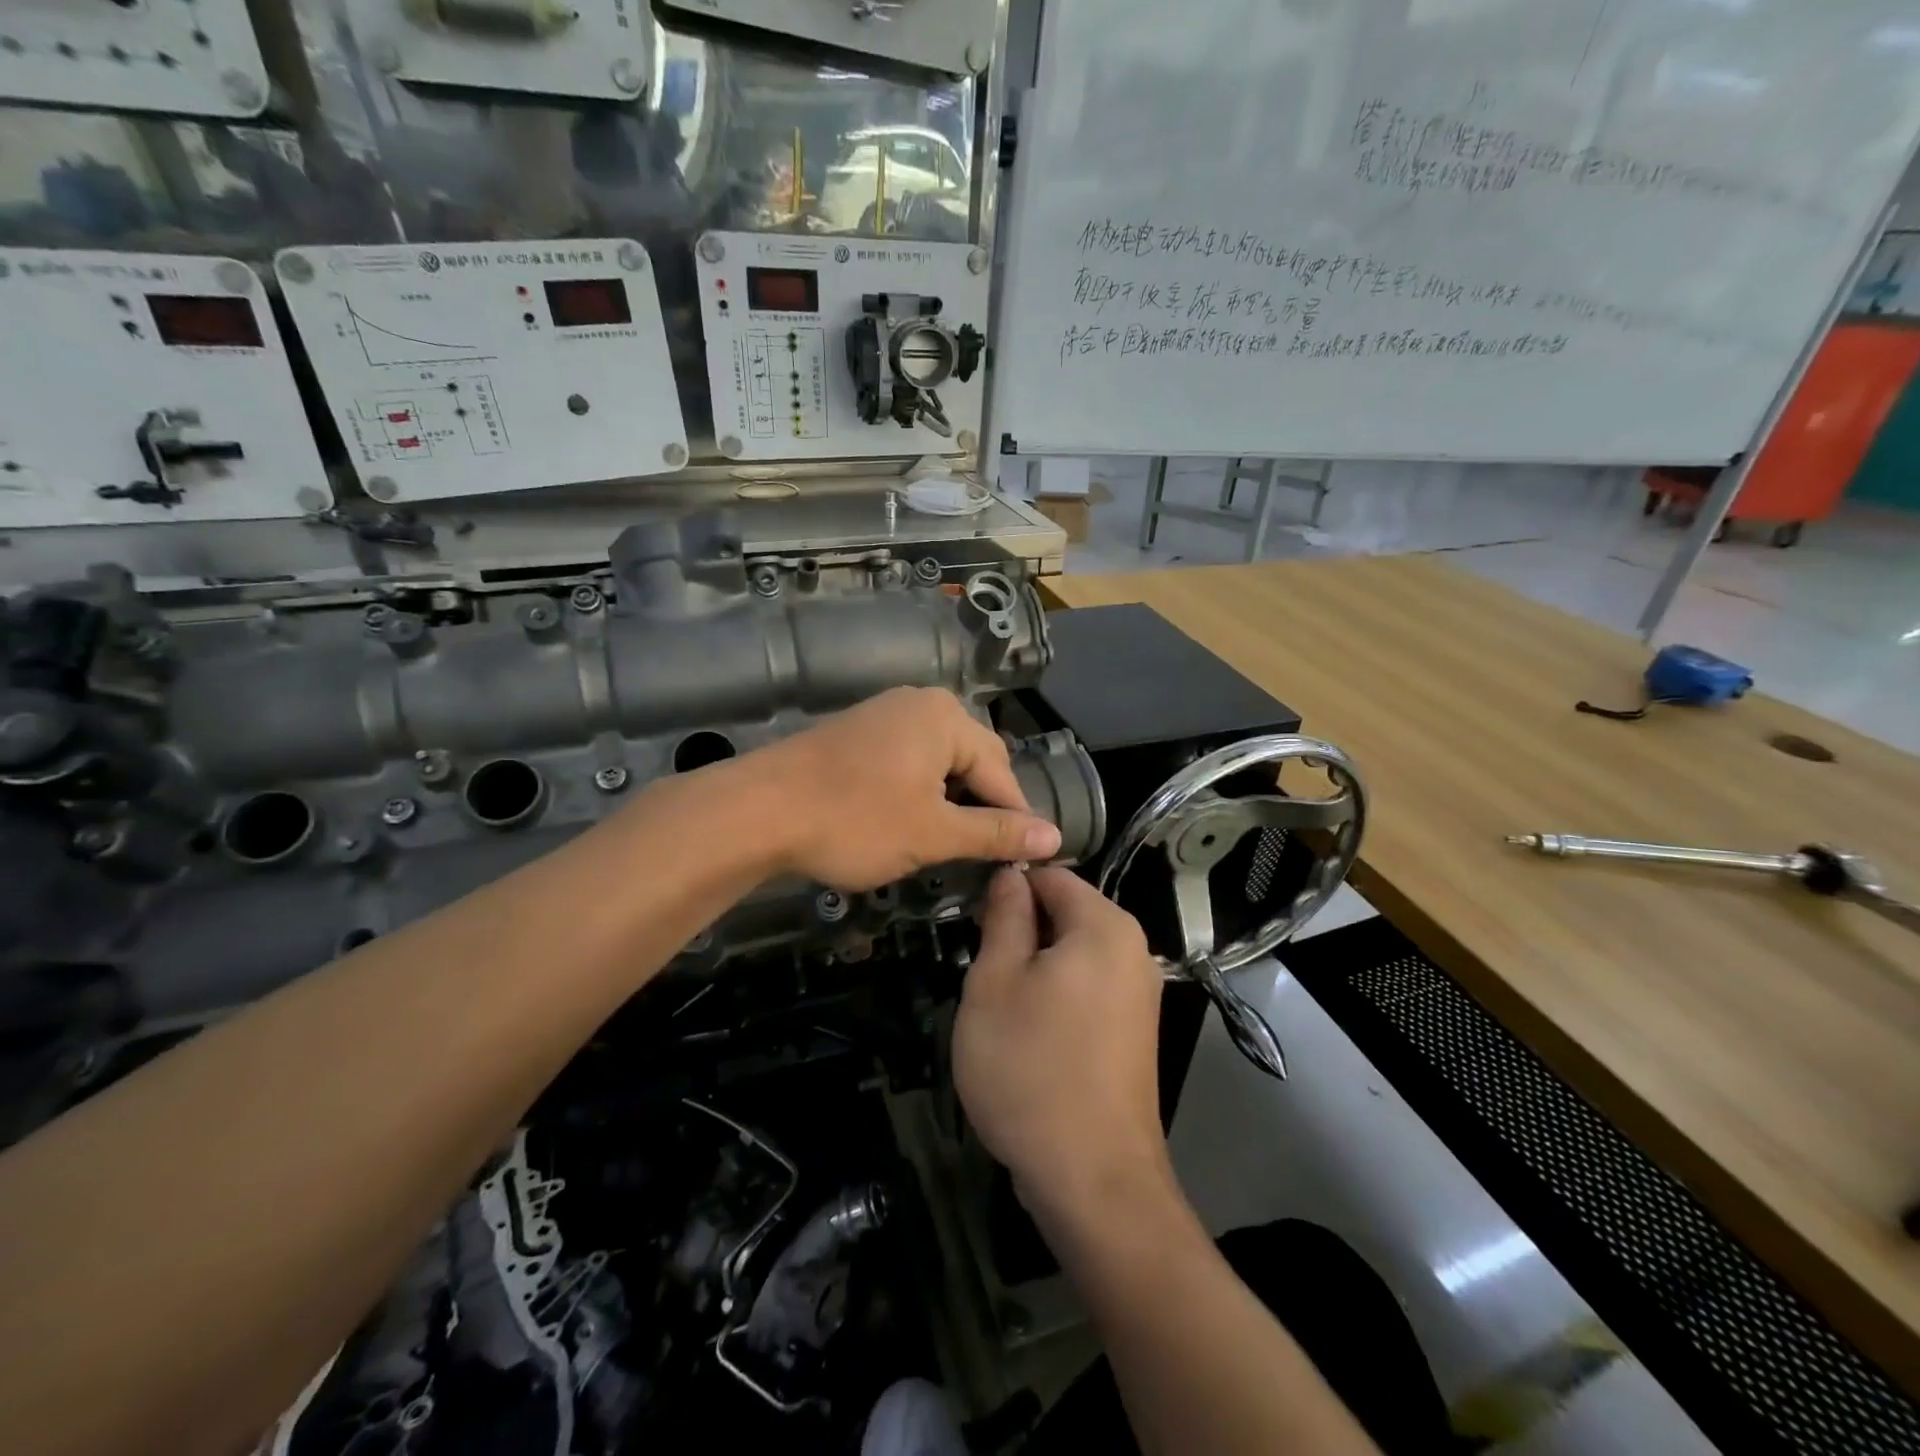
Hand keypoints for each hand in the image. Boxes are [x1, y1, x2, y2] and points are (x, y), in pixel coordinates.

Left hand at [747, 687, 1061, 891]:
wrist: (759, 810)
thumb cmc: (855, 820)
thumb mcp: (933, 833)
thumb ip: (996, 833)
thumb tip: (1054, 836)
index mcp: (947, 718)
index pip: (1001, 772)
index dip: (1014, 819)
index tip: (1021, 862)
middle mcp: (920, 703)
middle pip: (972, 761)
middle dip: (980, 807)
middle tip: (981, 856)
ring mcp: (884, 714)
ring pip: (938, 762)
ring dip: (948, 802)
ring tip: (946, 844)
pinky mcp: (857, 732)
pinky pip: (907, 759)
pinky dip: (917, 791)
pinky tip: (908, 821)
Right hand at [953, 867, 1171, 1219]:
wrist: (1092, 1179)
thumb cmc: (1031, 1067)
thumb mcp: (995, 981)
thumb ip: (1004, 917)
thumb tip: (1011, 875)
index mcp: (1105, 926)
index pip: (1050, 874)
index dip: (1006, 889)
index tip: (971, 923)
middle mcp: (1133, 951)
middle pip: (1065, 913)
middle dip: (1019, 932)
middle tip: (980, 970)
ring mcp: (1139, 996)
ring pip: (1071, 955)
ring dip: (1032, 968)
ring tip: (999, 1006)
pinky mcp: (1133, 1033)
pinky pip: (1086, 990)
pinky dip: (1054, 997)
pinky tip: (1027, 1035)